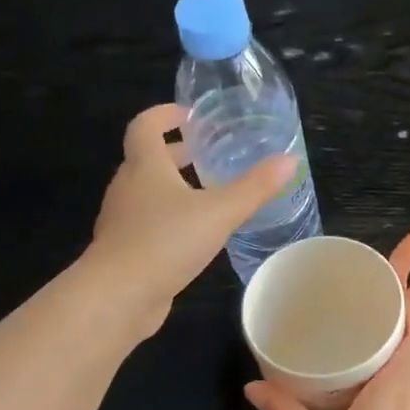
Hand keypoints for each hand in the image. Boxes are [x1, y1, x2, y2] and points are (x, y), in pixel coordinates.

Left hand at [90, 104, 294, 333]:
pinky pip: (146, 223)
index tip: (189, 114)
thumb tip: (290, 160)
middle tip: (204, 153)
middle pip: (146, 159)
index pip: (146, 125)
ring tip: (204, 194)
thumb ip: (254, 188)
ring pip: (145, 192)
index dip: (165, 114)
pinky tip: (190, 236)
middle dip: (174, 153)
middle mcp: (127, 187)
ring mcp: (121, 220)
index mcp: (144, 166)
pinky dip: (166, 218)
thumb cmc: (166, 242)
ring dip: (170, 187)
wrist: (119, 295)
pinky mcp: (125, 250)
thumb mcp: (219, 212)